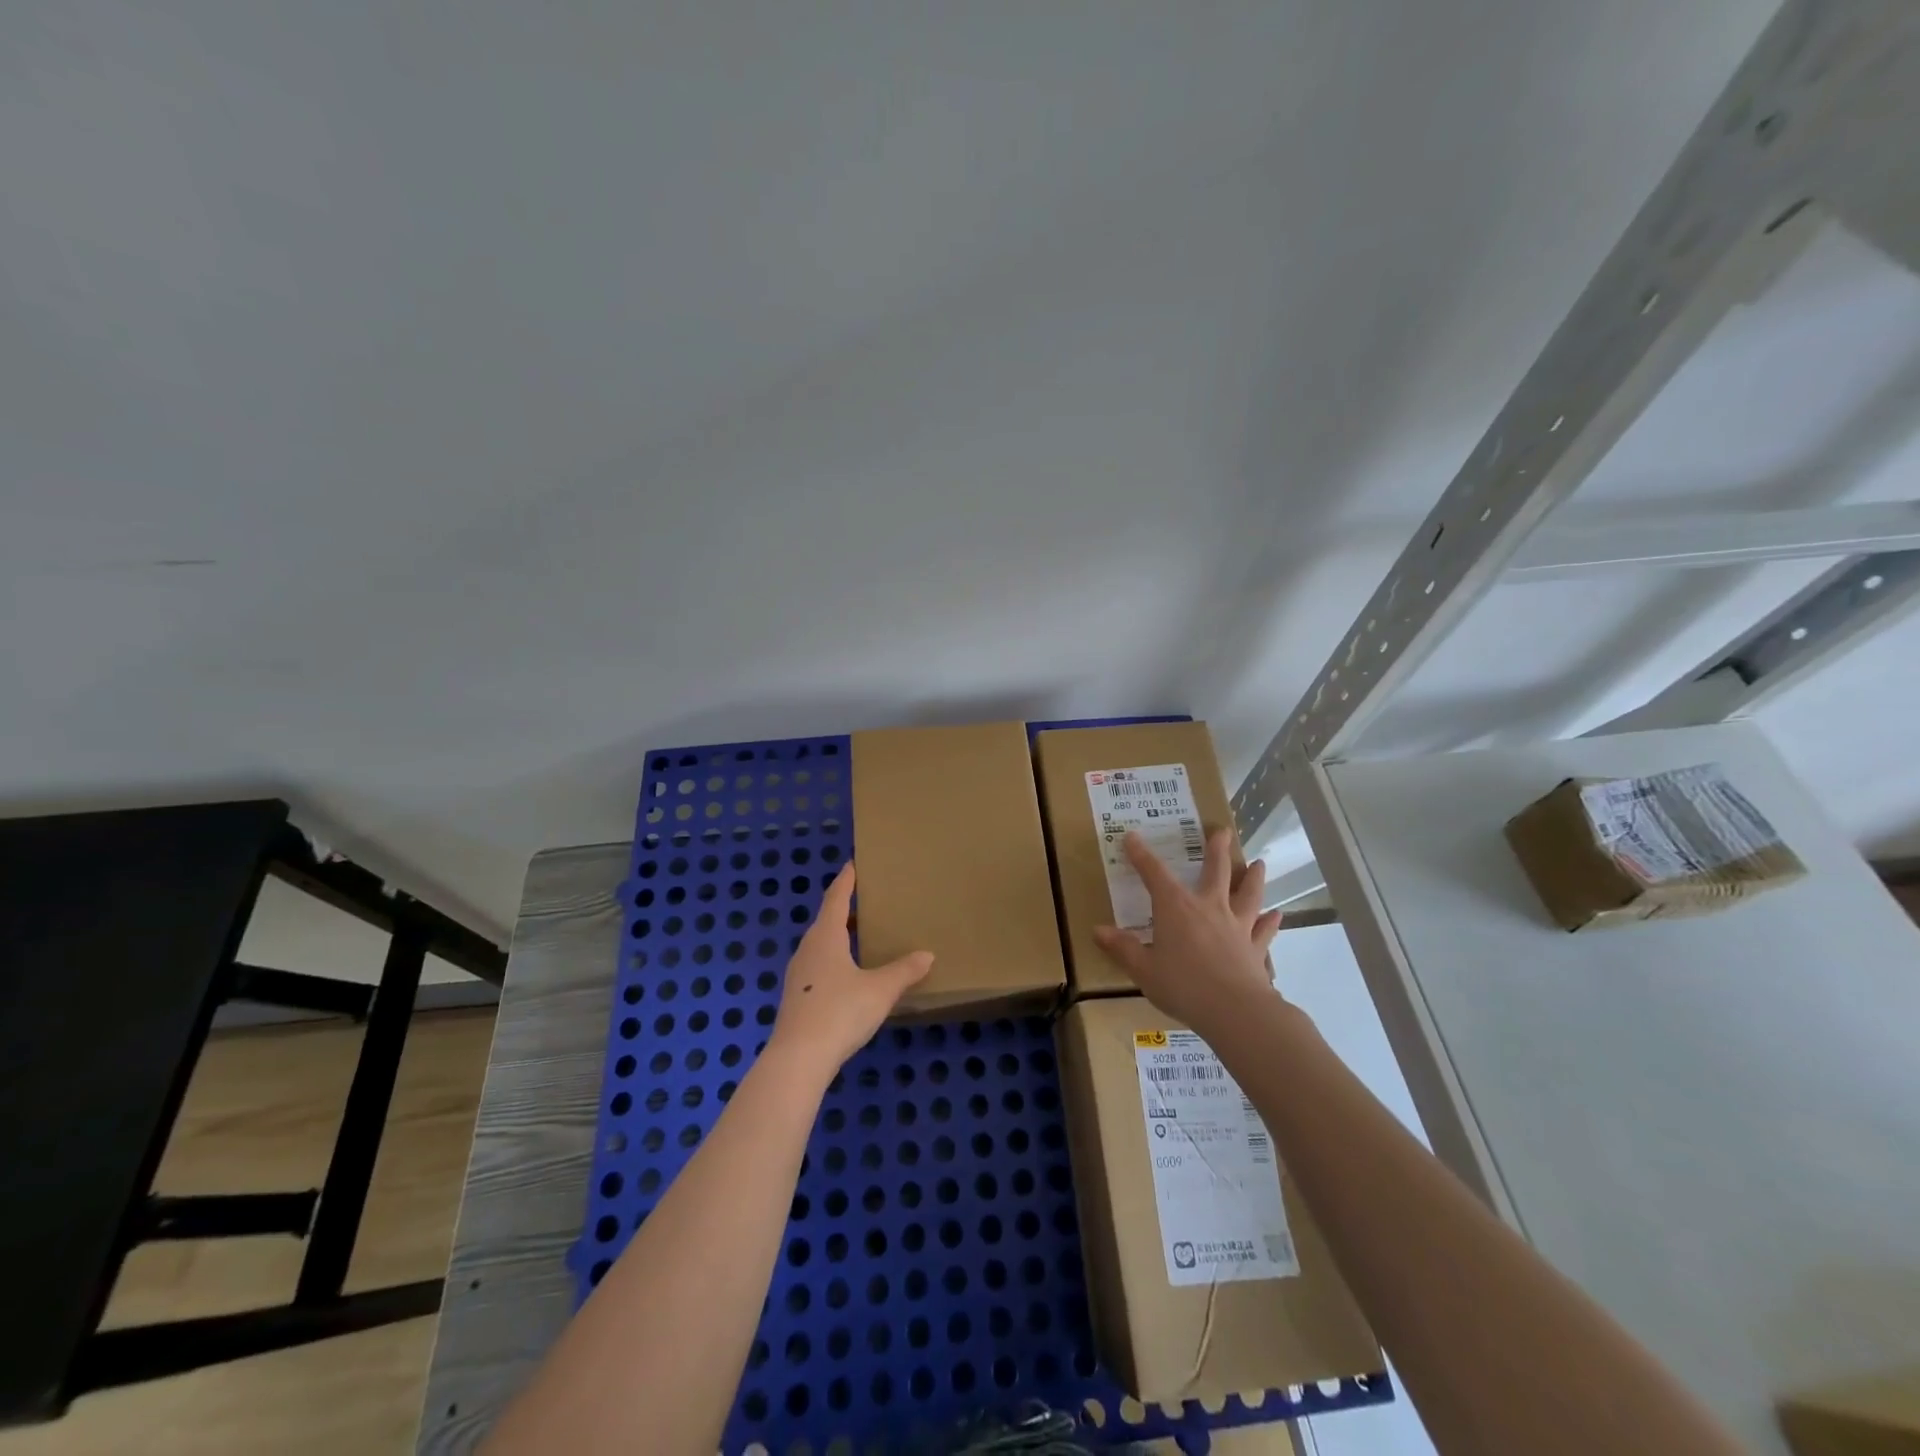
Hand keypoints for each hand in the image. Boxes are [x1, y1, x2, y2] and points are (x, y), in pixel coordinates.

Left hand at [768, 863, 932, 1079]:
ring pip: (819, 945)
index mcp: (826, 937)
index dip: (845, 881)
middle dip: (843, 908)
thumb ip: (904, 971)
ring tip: (857, 934)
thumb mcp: (880, 990)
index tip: (852, 864)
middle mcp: (808, 949)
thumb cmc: (840, 1012)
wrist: (798, 1059)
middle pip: (825, 920)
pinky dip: (832, 959)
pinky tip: (846, 973)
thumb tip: (927, 955)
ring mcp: (798, 976)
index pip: (836, 898)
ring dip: (837, 936)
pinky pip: (817, 966)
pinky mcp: (796, 998)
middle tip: (864, 900)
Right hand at [1093, 829, 1283, 1033]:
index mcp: (1176, 907)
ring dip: (1253, 878)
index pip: (1154, 874)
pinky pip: (1264, 930)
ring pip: (1248, 894)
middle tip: (1223, 831)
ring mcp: (1237, 926)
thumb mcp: (1143, 969)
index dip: (1141, 855)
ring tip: (1260, 863)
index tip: (1132, 837)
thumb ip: (1123, 948)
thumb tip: (1098, 931)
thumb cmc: (1183, 985)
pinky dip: (1270, 922)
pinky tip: (1277, 915)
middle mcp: (1209, 908)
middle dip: (1217, 850)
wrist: (1235, 1011)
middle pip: (1216, 871)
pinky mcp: (1255, 948)